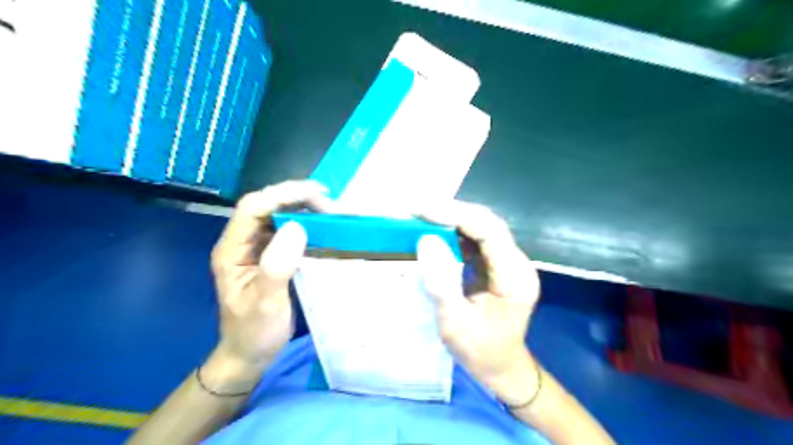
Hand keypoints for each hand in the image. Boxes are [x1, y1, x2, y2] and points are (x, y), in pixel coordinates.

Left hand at [209, 181, 330, 375]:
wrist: (249, 354)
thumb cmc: (254, 332)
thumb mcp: (265, 303)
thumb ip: (277, 266)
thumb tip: (297, 226)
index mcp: (232, 249)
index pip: (253, 208)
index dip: (283, 194)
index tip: (318, 195)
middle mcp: (243, 242)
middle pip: (266, 205)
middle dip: (298, 198)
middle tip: (330, 206)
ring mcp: (257, 248)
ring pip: (279, 215)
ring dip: (305, 208)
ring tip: (331, 213)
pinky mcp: (271, 255)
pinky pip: (288, 230)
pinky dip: (308, 224)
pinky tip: (324, 228)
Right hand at [417, 202, 541, 405]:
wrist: (501, 366)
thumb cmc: (479, 350)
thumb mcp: (455, 323)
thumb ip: (442, 283)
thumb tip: (426, 240)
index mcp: (514, 276)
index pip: (489, 231)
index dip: (456, 215)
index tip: (423, 211)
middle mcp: (517, 262)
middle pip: (488, 224)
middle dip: (452, 212)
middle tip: (418, 210)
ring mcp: (508, 262)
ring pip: (482, 228)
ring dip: (453, 220)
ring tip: (422, 217)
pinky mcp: (498, 265)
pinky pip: (477, 240)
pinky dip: (455, 233)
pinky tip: (436, 234)